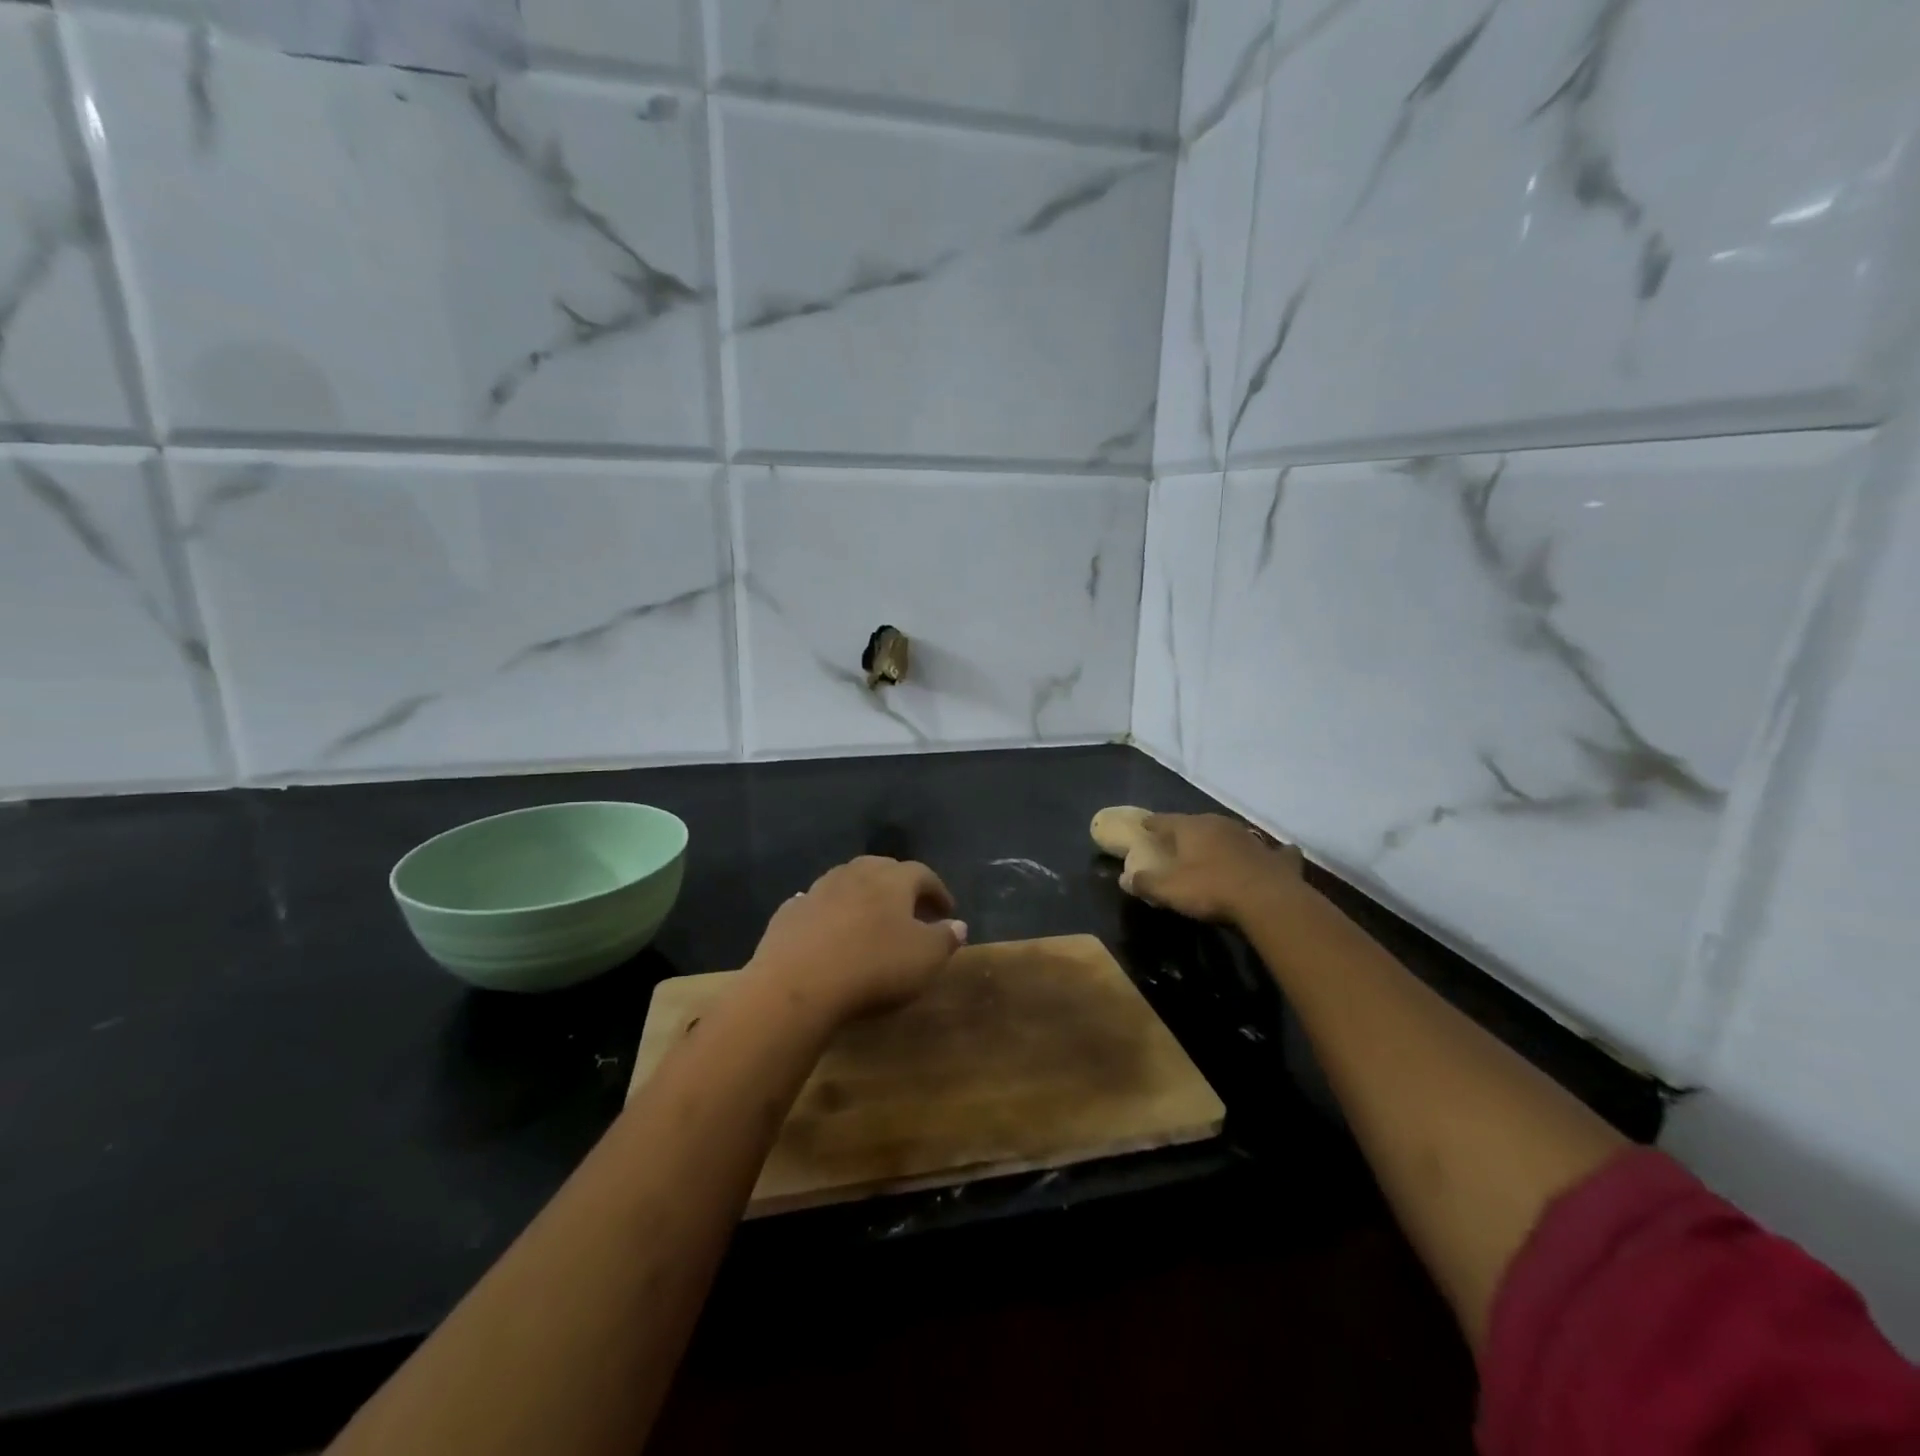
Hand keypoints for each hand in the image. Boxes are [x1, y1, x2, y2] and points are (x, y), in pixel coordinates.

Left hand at [746, 857, 967, 1022]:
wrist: (798, 984)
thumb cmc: (874, 967)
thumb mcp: (925, 958)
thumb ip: (945, 938)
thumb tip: (958, 924)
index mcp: (893, 879)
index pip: (922, 874)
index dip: (937, 891)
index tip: (947, 911)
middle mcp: (856, 873)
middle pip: (882, 869)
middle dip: (899, 886)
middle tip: (909, 910)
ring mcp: (818, 889)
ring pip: (846, 882)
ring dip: (862, 895)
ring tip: (870, 918)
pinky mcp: (789, 912)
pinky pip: (817, 905)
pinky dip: (829, 913)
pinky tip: (829, 932)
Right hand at [1120, 813, 1304, 924]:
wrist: (1268, 901)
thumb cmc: (1211, 890)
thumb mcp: (1169, 890)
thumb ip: (1145, 883)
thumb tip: (1124, 879)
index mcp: (1192, 828)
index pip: (1164, 820)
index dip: (1152, 823)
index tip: (1144, 825)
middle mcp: (1221, 825)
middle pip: (1198, 823)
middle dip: (1187, 831)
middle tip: (1178, 841)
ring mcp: (1252, 839)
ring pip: (1231, 833)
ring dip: (1222, 840)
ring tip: (1216, 850)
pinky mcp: (1277, 857)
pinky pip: (1273, 851)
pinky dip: (1270, 853)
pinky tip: (1274, 856)